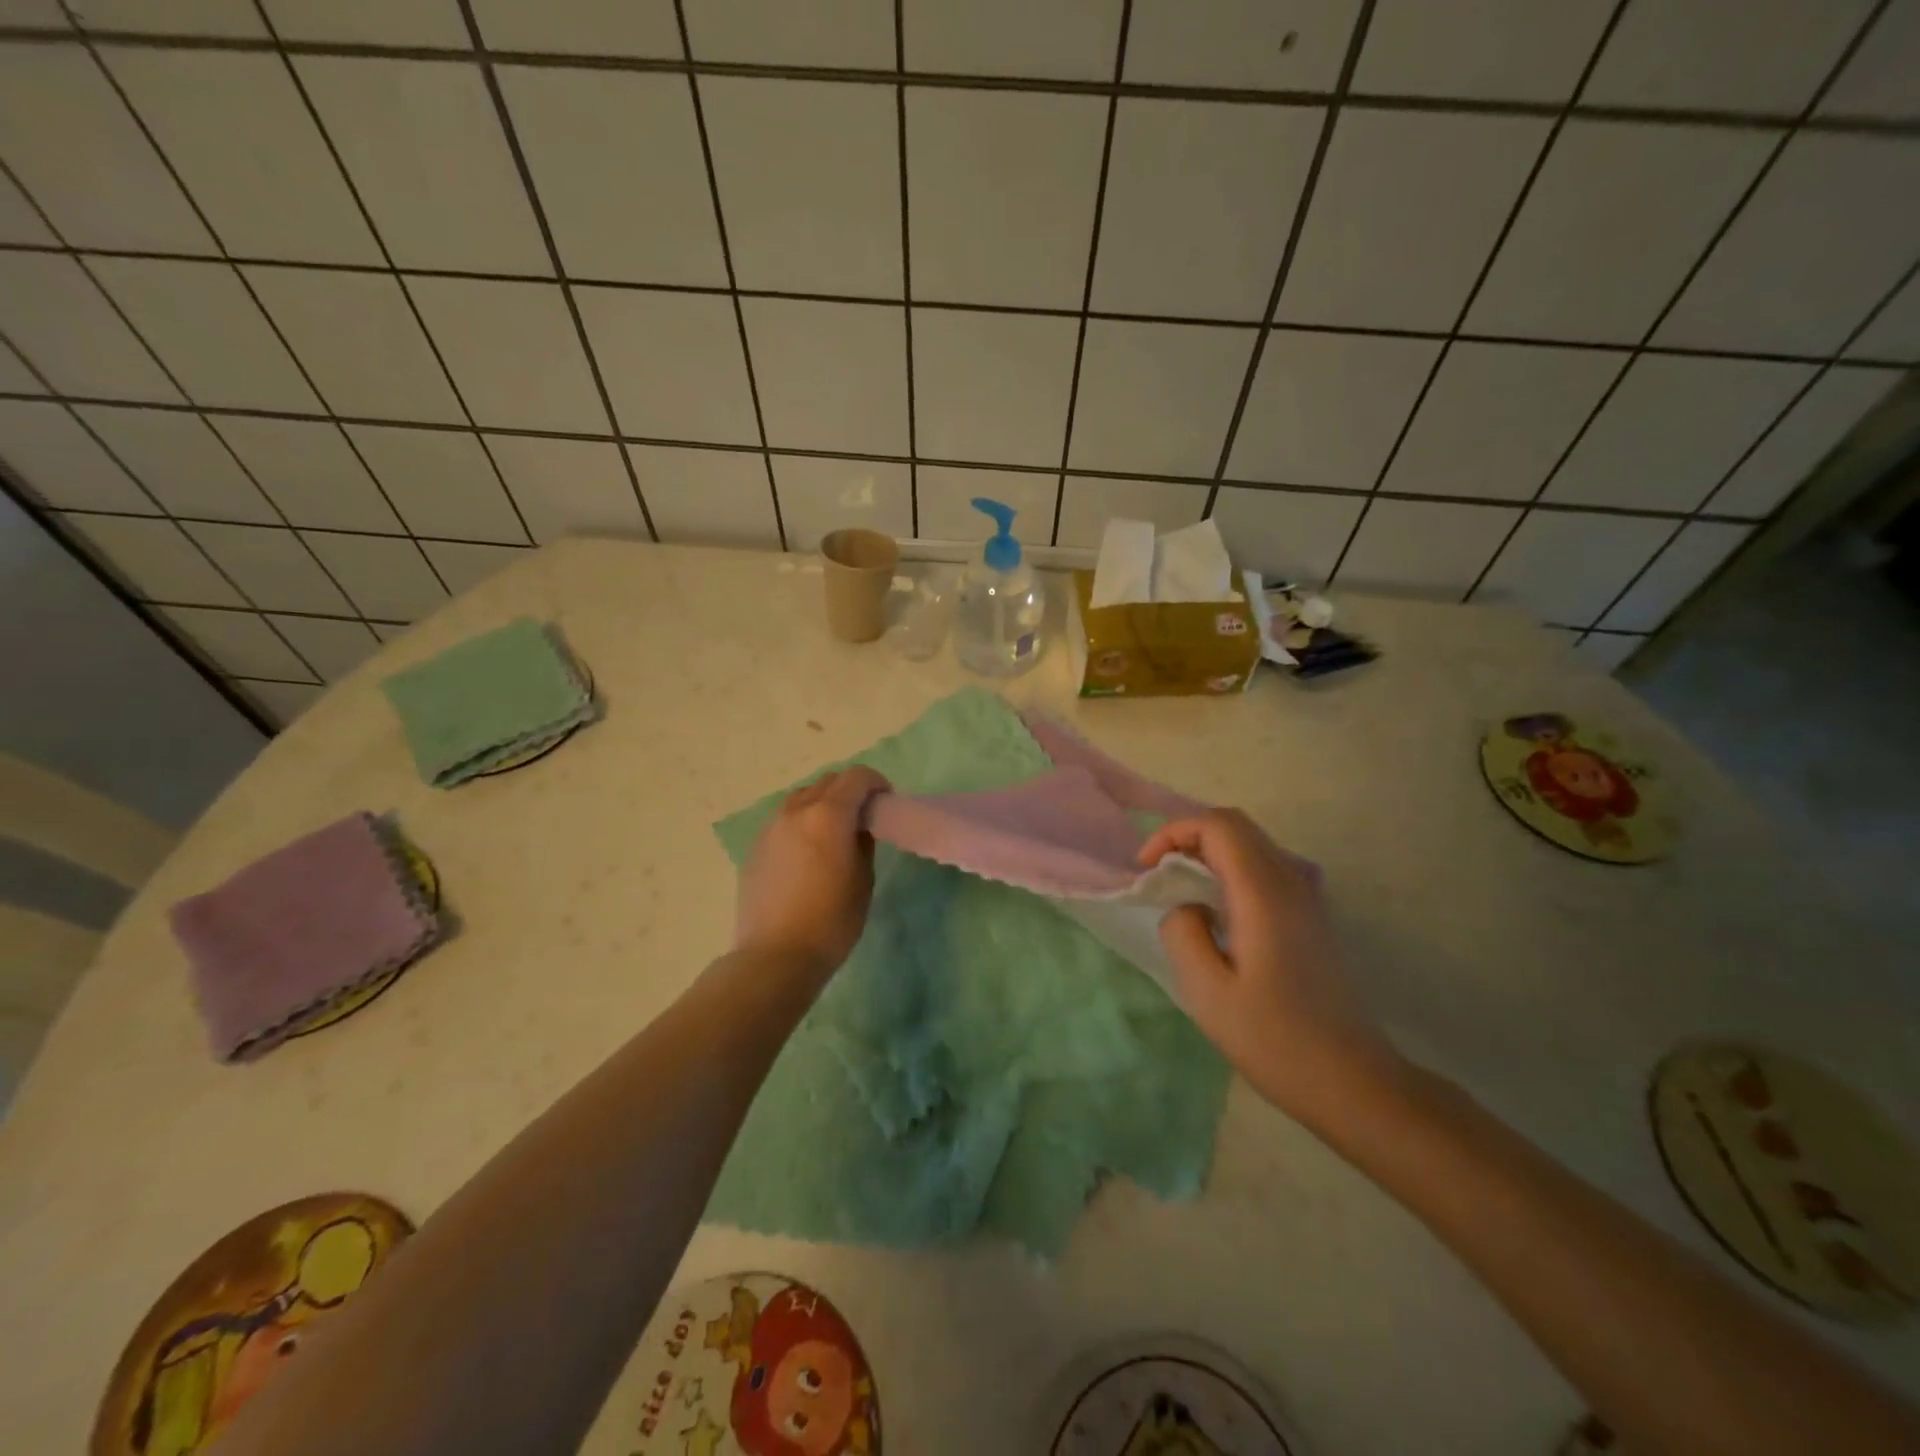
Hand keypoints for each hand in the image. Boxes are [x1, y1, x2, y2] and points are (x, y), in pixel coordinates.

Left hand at [735, 767, 890, 979]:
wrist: (775, 955)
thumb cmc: (831, 921)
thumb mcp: (863, 880)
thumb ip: (863, 842)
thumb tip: (859, 826)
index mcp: (828, 815)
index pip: (856, 777)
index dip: (876, 783)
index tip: (885, 802)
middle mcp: (796, 811)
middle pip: (828, 782)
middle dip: (850, 790)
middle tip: (863, 816)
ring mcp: (771, 827)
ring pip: (802, 797)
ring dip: (823, 802)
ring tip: (833, 832)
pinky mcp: (756, 846)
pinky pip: (784, 819)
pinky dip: (801, 821)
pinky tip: (807, 852)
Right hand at [1139, 810, 1401, 1120]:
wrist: (1349, 1079)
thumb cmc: (1273, 1038)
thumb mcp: (1207, 990)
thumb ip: (1182, 932)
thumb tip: (1186, 906)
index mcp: (1263, 894)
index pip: (1218, 826)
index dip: (1174, 833)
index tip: (1146, 869)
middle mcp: (1290, 882)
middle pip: (1236, 825)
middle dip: (1188, 836)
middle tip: (1158, 873)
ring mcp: (1305, 898)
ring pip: (1251, 844)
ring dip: (1208, 851)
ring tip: (1178, 889)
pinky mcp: (1309, 916)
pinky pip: (1263, 868)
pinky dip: (1228, 869)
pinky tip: (1213, 910)